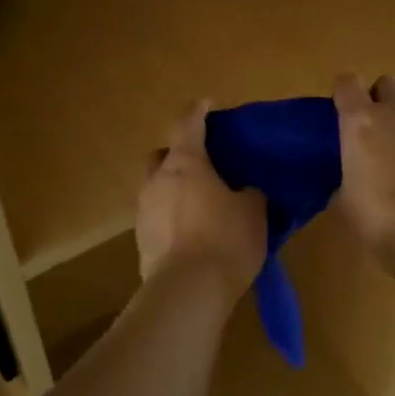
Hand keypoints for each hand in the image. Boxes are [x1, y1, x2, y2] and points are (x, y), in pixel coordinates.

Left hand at [136, 101, 266, 298]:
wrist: (188, 290)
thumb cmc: (225, 239)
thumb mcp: (253, 211)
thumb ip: (249, 193)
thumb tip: (245, 191)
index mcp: (186, 163)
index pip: (188, 123)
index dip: (199, 110)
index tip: (209, 105)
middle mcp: (157, 180)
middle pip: (162, 155)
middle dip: (179, 155)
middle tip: (203, 165)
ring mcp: (144, 211)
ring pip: (157, 188)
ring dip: (174, 190)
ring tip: (200, 205)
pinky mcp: (141, 241)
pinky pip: (157, 218)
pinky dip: (171, 218)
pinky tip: (191, 234)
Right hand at [333, 73, 394, 254]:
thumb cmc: (379, 220)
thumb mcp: (346, 200)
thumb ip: (347, 177)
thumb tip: (352, 179)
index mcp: (363, 123)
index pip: (347, 84)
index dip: (344, 90)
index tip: (342, 105)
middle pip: (391, 82)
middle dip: (383, 95)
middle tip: (379, 121)